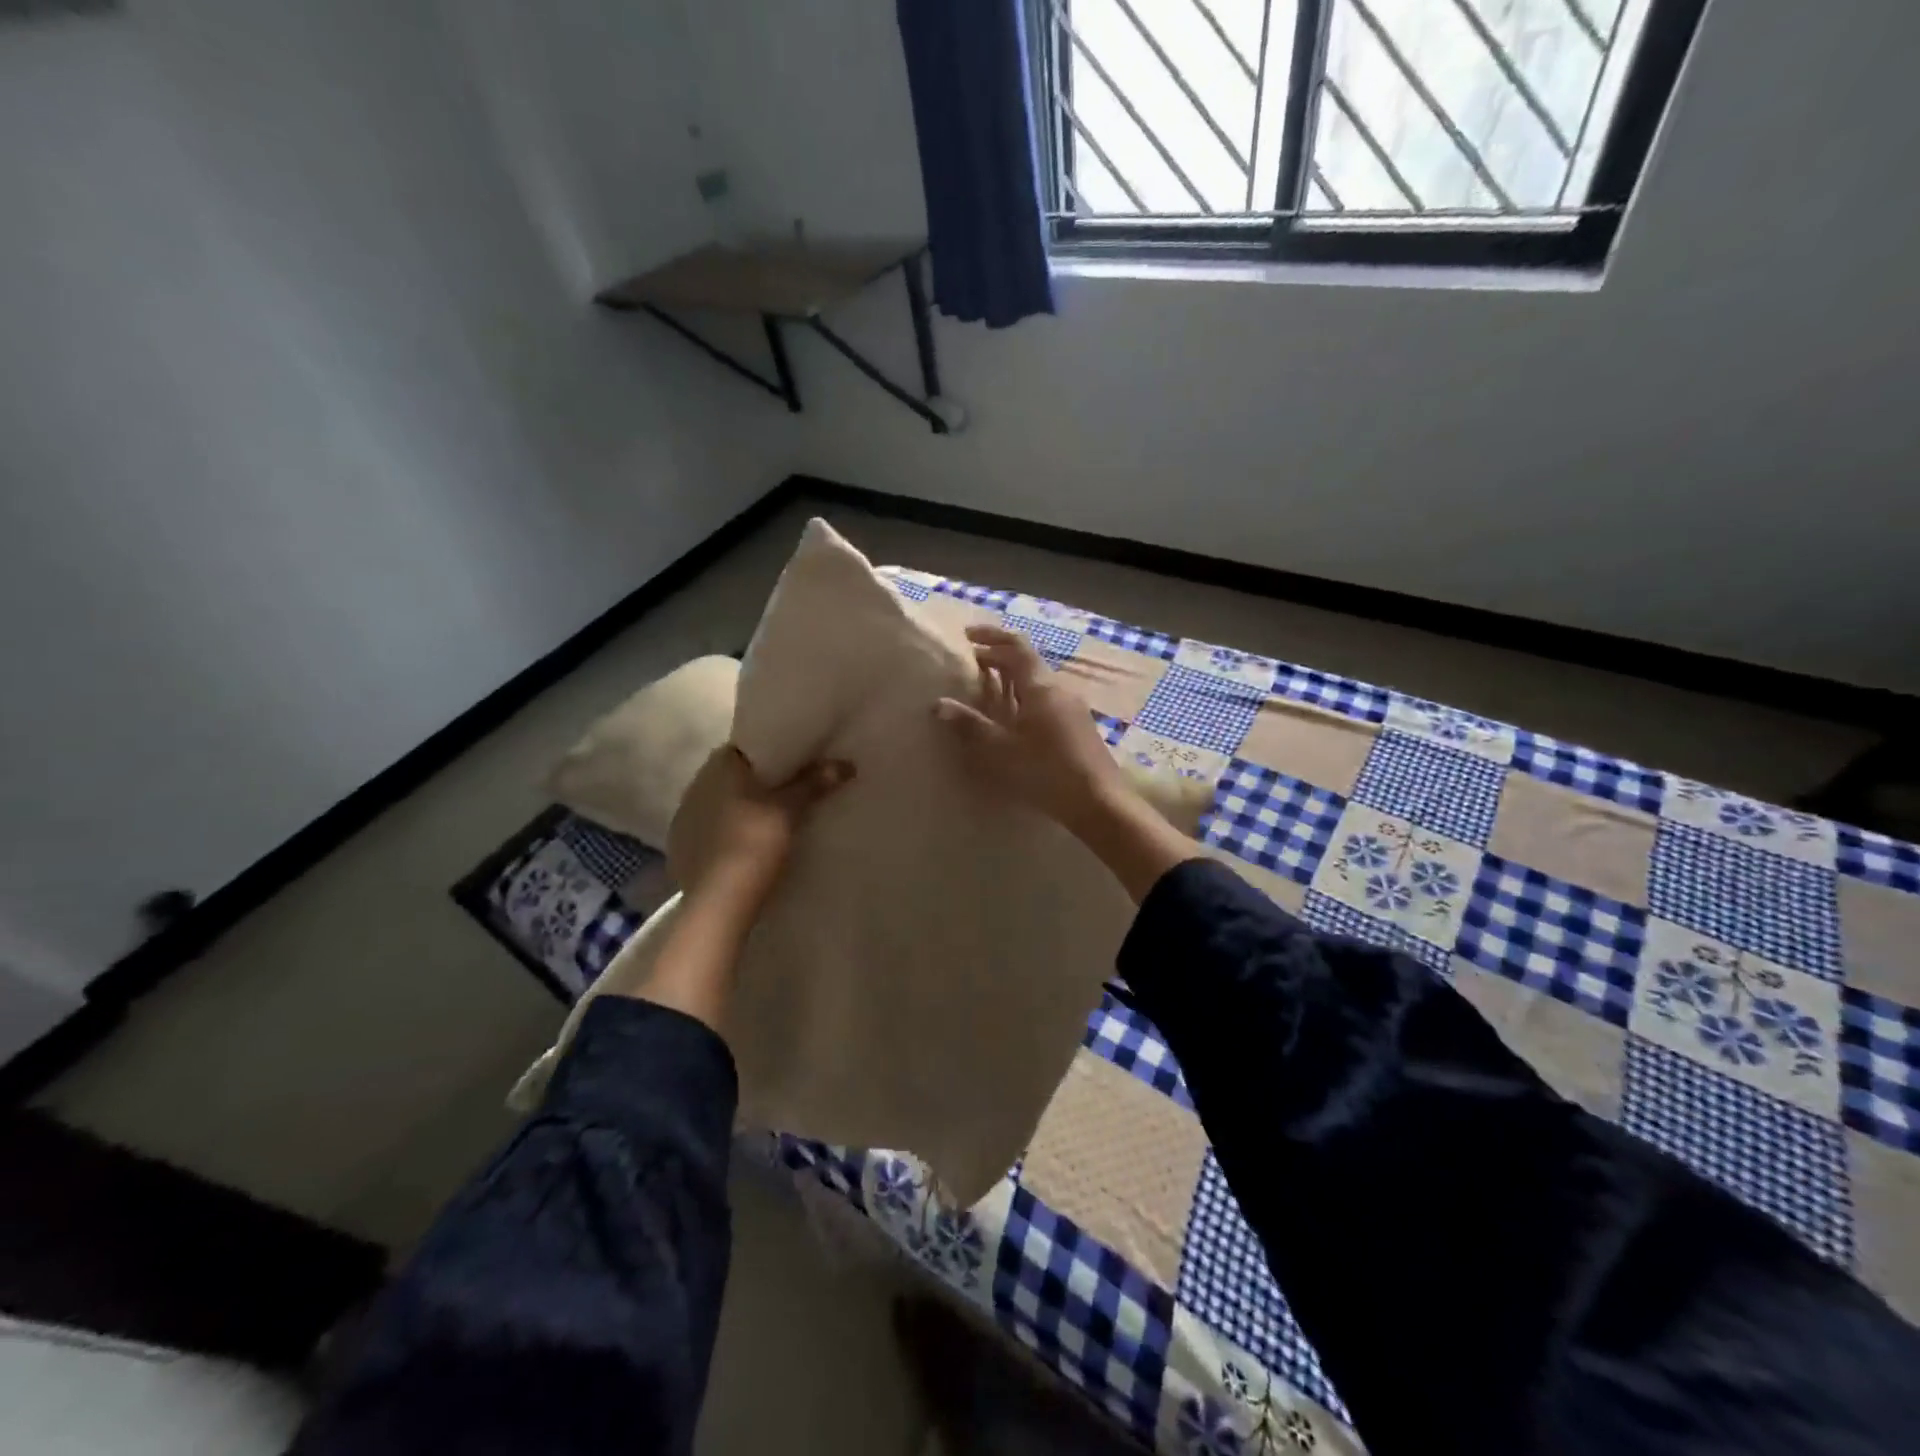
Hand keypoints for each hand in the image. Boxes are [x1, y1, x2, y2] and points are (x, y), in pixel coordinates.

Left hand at [669, 746, 853, 901]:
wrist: (720, 901)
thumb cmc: (754, 841)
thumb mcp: (790, 810)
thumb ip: (815, 782)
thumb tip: (846, 764)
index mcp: (717, 767)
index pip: (744, 747)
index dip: (769, 753)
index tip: (793, 761)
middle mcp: (694, 786)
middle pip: (732, 777)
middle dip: (757, 783)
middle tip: (789, 790)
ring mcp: (683, 820)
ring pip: (720, 805)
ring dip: (740, 809)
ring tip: (770, 820)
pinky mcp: (681, 851)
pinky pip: (710, 833)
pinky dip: (728, 835)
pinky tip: (746, 847)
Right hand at [932, 625, 1128, 833]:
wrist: (1099, 802)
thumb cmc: (1046, 772)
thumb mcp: (1002, 750)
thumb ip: (971, 725)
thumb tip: (938, 704)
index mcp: (1040, 687)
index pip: (1015, 647)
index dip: (992, 636)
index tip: (968, 635)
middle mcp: (1059, 689)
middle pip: (1028, 661)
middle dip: (1000, 656)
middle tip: (973, 661)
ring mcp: (1073, 707)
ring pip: (1038, 681)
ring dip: (1013, 677)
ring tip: (989, 687)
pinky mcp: (1078, 726)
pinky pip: (1047, 698)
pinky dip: (1025, 695)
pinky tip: (1015, 716)